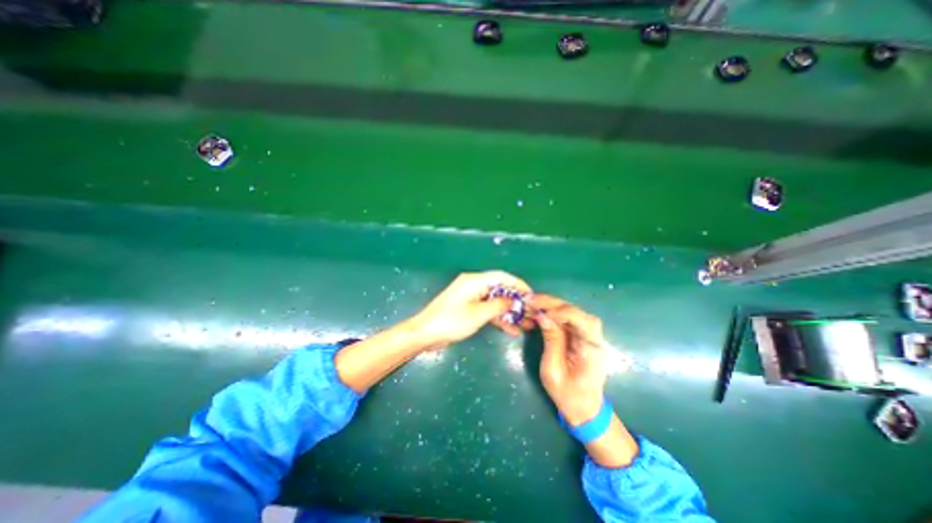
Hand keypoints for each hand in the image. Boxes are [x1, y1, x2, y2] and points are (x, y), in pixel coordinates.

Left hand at [413, 270, 534, 346]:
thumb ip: (498, 305)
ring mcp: (471, 298)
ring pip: (495, 302)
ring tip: (526, 324)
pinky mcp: (468, 309)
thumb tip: (513, 300)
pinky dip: (498, 318)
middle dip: (515, 301)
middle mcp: (474, 286)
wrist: (425, 334)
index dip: (518, 284)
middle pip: (499, 290)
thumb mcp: (478, 314)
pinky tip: (511, 330)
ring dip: (509, 312)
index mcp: (475, 281)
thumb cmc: (451, 321)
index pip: (501, 277)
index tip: (531, 295)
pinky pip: (487, 310)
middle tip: (531, 312)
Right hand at [531, 292, 612, 425]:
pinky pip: (568, 318)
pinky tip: (541, 310)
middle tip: (530, 299)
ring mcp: (589, 336)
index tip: (541, 312)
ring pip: (573, 312)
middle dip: (553, 304)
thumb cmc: (568, 395)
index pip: (585, 322)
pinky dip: (553, 312)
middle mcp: (594, 339)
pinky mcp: (581, 335)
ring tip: (533, 302)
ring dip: (552, 305)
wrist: (583, 408)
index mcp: (592, 351)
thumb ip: (551, 341)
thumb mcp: (553, 371)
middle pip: (578, 312)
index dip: (564, 312)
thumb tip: (543, 316)